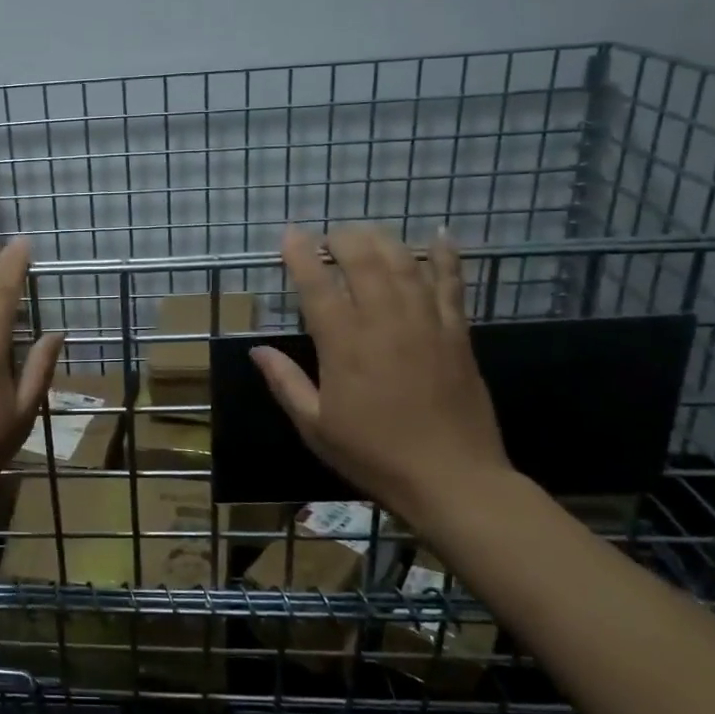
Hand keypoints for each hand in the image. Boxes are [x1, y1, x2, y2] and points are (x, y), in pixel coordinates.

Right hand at [252, 226, 509, 525]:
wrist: (452, 480)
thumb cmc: (374, 455)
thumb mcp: (314, 426)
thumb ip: (285, 382)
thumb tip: (257, 350)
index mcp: (344, 345)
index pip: (317, 285)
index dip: (301, 254)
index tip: (290, 234)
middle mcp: (384, 322)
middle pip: (363, 261)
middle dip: (342, 239)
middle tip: (328, 237)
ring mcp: (426, 324)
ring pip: (404, 264)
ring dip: (382, 240)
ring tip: (365, 233)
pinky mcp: (458, 334)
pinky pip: (452, 285)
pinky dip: (446, 256)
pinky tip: (441, 235)